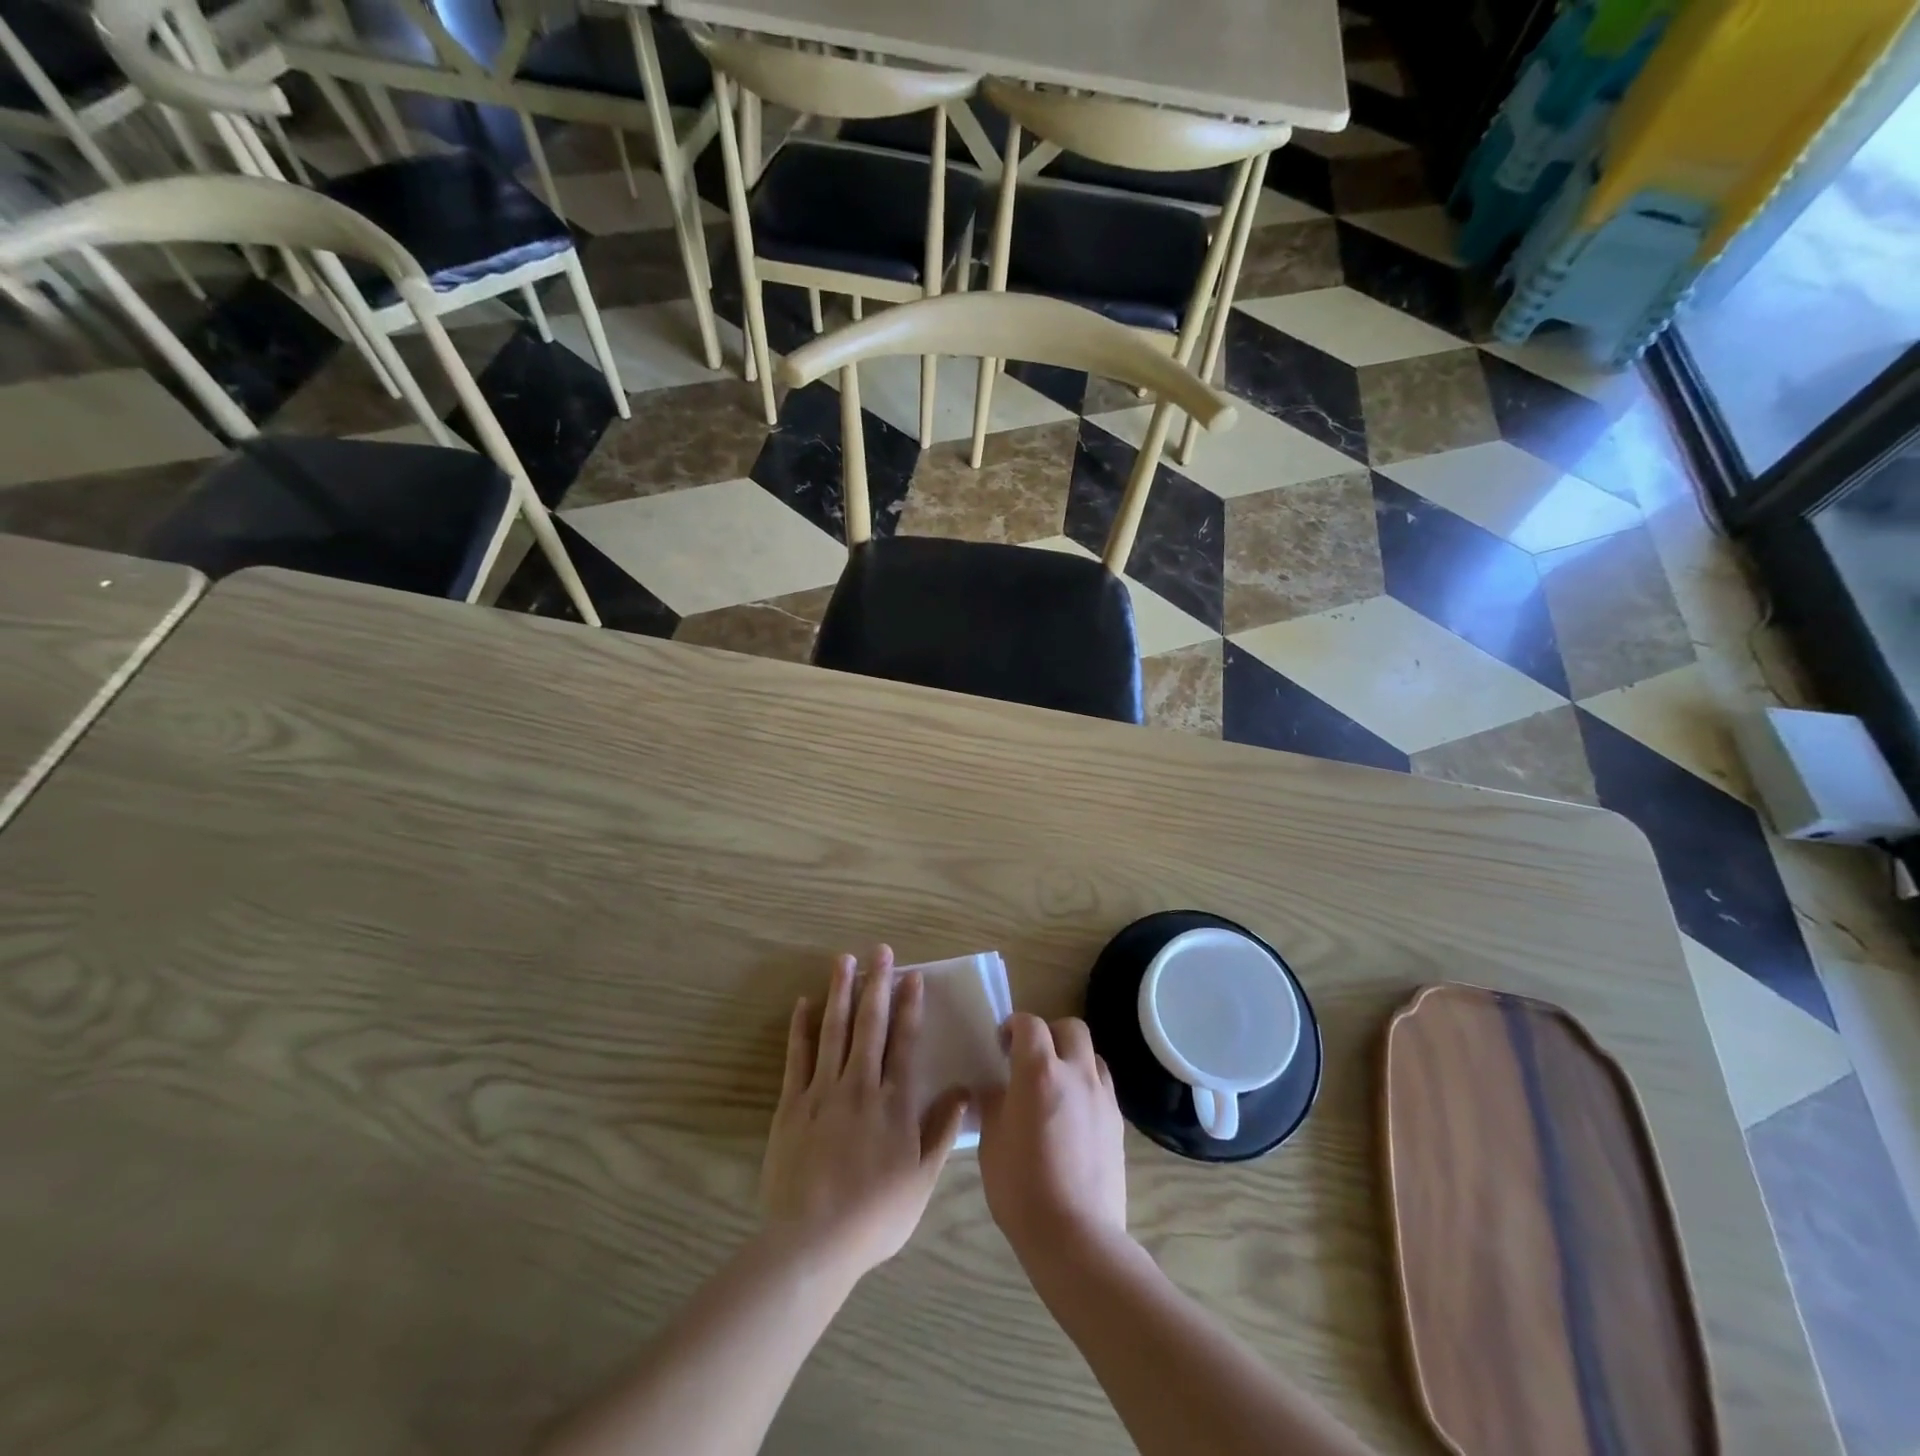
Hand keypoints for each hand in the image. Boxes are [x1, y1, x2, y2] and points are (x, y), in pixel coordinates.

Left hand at [760, 946, 969, 1283]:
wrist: (813, 1242)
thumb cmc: (876, 1215)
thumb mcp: (922, 1180)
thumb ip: (941, 1131)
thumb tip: (962, 1091)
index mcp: (894, 1103)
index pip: (905, 1042)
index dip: (910, 1007)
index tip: (912, 977)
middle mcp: (860, 1086)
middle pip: (870, 1025)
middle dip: (876, 984)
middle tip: (880, 950)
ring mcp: (822, 1092)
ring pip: (833, 1030)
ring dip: (840, 992)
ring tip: (844, 959)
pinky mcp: (792, 1105)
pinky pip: (797, 1057)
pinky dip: (801, 1028)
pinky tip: (803, 1003)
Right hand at [977, 1014, 1127, 1263]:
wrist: (1076, 1236)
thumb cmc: (1022, 1188)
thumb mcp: (991, 1142)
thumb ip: (993, 1103)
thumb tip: (993, 1088)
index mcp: (1039, 1072)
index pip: (1030, 1024)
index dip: (1014, 1026)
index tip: (1002, 1044)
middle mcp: (1076, 1073)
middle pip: (1071, 1028)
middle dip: (1050, 1033)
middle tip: (1031, 1058)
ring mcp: (1102, 1097)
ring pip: (1092, 1055)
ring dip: (1073, 1058)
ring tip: (1056, 1086)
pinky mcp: (1118, 1122)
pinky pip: (1102, 1087)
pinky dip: (1087, 1087)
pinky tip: (1073, 1117)